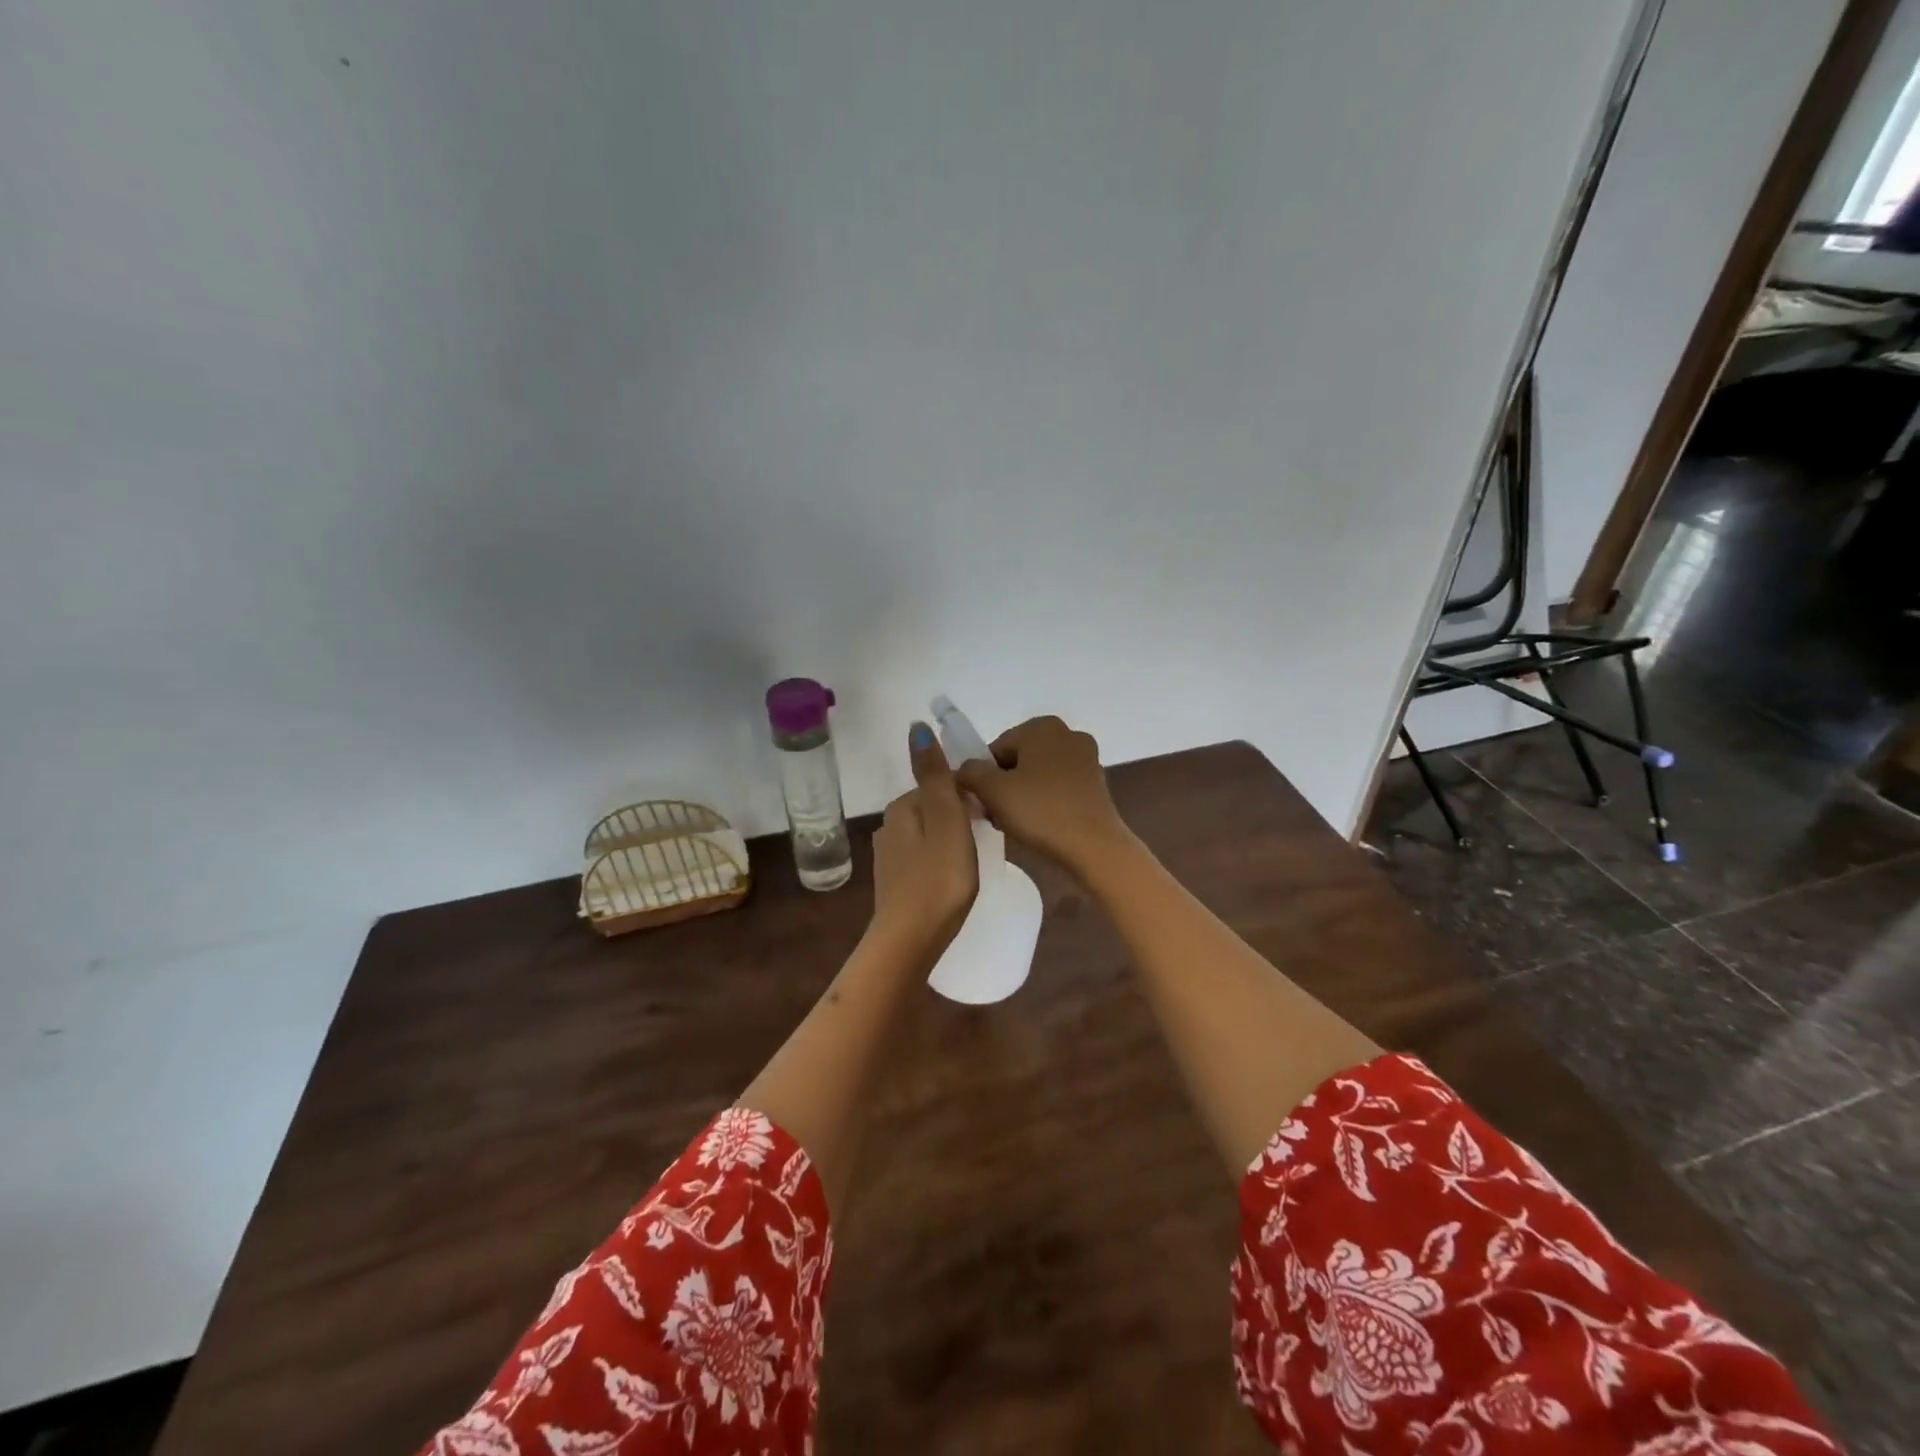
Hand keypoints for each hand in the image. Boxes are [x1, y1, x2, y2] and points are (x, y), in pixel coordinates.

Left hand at [869, 722, 978, 957]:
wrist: (911, 941)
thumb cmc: (938, 879)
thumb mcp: (946, 820)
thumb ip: (935, 776)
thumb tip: (917, 727)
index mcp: (902, 807)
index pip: (941, 785)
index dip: (969, 795)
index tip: (991, 816)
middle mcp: (889, 827)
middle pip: (935, 808)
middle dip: (961, 816)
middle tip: (988, 840)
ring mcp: (890, 857)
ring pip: (930, 834)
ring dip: (952, 839)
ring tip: (976, 860)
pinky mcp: (896, 884)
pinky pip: (925, 859)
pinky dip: (942, 861)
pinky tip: (955, 879)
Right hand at [955, 715, 1130, 874]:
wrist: (1093, 846)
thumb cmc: (1040, 811)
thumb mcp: (992, 791)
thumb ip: (970, 772)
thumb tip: (964, 770)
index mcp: (1042, 726)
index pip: (996, 748)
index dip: (983, 777)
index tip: (982, 803)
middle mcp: (1067, 733)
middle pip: (1019, 759)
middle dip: (1004, 785)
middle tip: (995, 815)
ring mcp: (1086, 758)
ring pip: (1039, 773)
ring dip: (1023, 794)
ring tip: (1016, 823)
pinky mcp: (1097, 783)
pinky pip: (1059, 786)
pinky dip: (1046, 800)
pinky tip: (1040, 824)